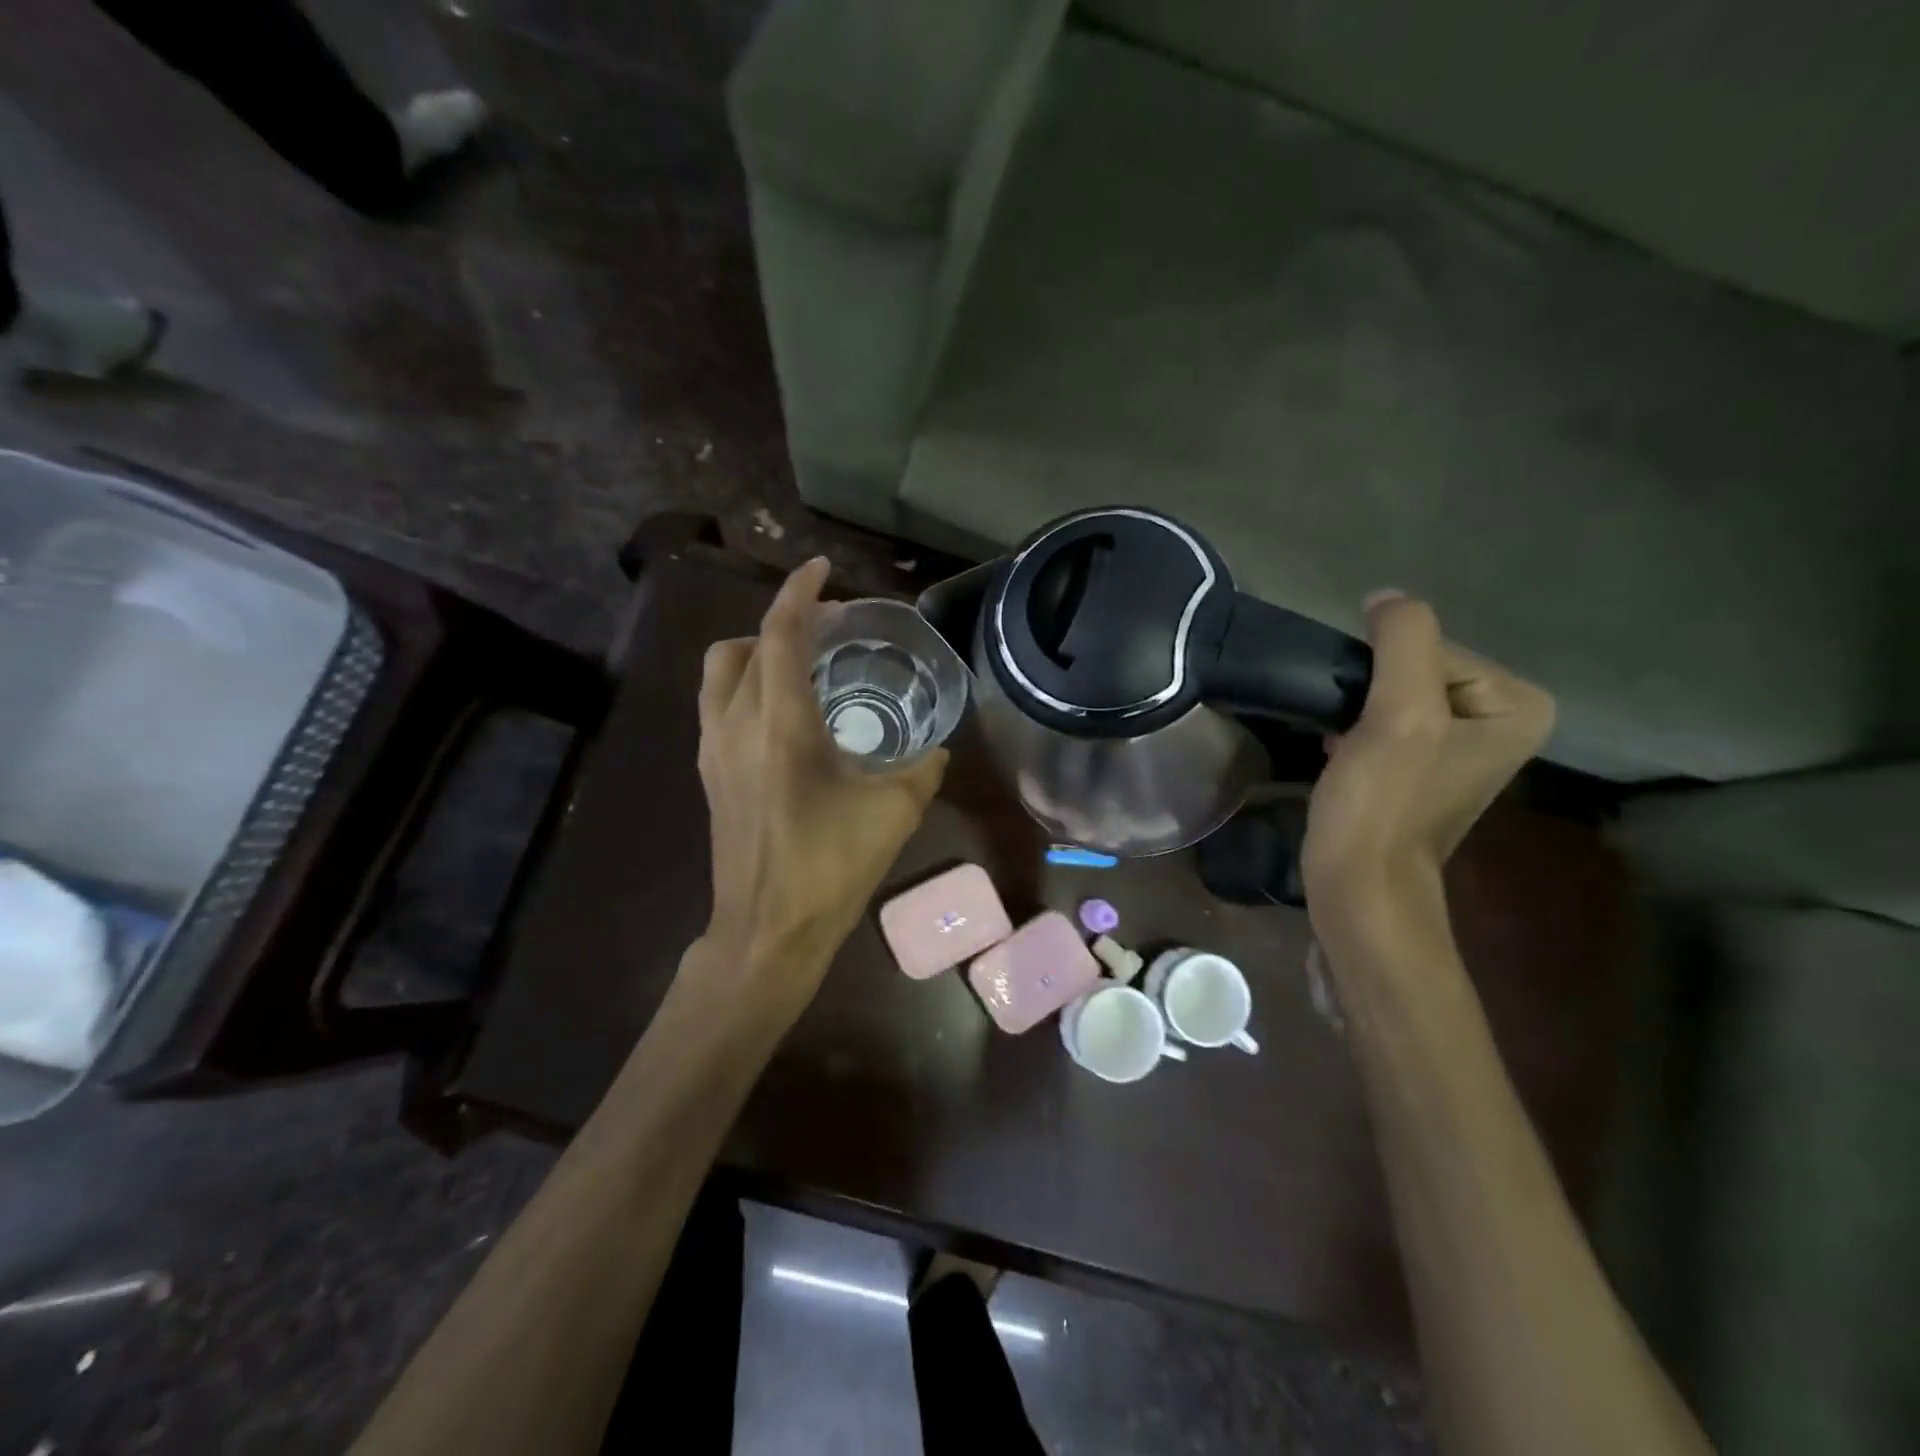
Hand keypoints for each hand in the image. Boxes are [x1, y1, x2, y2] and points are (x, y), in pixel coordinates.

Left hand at [694, 558, 946, 1018]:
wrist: (767, 930)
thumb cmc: (831, 867)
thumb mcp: (895, 812)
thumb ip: (923, 768)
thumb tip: (938, 748)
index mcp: (780, 724)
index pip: (779, 634)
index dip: (799, 592)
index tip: (822, 568)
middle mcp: (736, 725)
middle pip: (740, 646)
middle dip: (778, 622)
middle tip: (823, 629)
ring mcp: (714, 751)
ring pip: (719, 674)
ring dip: (754, 653)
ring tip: (799, 665)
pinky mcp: (709, 775)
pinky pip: (718, 707)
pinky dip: (745, 687)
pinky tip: (783, 716)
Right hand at [1302, 593, 1554, 944]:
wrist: (1359, 884)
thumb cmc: (1383, 803)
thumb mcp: (1400, 714)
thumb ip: (1404, 641)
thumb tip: (1384, 596)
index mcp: (1516, 704)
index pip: (1431, 648)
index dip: (1382, 676)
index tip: (1366, 721)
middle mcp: (1499, 720)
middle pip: (1413, 669)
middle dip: (1369, 692)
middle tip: (1349, 733)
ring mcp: (1458, 746)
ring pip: (1391, 694)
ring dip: (1355, 709)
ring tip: (1340, 743)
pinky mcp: (1419, 766)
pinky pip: (1383, 720)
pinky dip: (1352, 728)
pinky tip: (1336, 752)